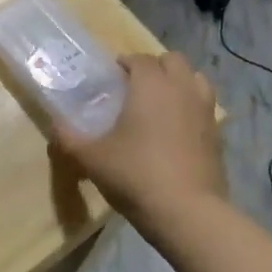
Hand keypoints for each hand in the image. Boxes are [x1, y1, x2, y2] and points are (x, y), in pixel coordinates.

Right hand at [53, 52, 223, 238]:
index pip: (139, 59)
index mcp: (150, 85)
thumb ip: (68, 138)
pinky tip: (177, 130)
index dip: (125, 63)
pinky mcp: (218, 134)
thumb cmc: (136, 175)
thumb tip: (53, 125)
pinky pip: (205, 107)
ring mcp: (204, 110)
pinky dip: (192, 108)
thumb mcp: (92, 158)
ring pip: (196, 79)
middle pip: (173, 60)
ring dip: (179, 82)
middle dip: (155, 66)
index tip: (112, 76)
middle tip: (136, 86)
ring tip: (162, 102)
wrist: (187, 212)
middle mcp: (181, 88)